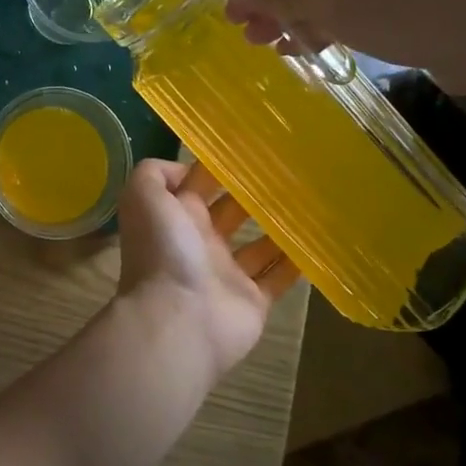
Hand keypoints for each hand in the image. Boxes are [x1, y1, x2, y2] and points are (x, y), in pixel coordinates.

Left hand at [115, 159, 297, 378]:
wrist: (179, 319)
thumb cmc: (164, 252)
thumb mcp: (143, 197)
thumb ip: (155, 173)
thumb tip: (187, 170)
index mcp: (176, 216)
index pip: (199, 184)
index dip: (219, 165)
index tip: (252, 145)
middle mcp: (201, 241)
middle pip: (232, 210)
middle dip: (255, 192)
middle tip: (292, 169)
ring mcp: (228, 273)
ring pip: (259, 243)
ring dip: (280, 224)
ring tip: (311, 199)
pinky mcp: (254, 300)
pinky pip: (279, 277)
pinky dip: (297, 261)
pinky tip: (321, 239)